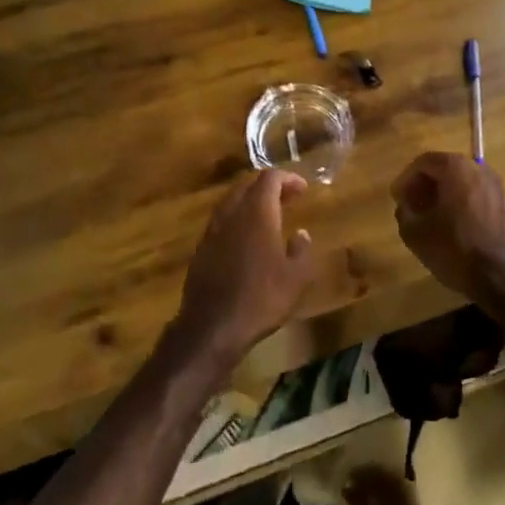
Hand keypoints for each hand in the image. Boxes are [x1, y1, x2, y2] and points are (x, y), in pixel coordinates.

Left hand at [172, 170, 316, 363]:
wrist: (212, 327)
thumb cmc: (261, 298)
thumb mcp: (296, 278)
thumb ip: (301, 250)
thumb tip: (301, 234)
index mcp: (257, 213)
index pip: (269, 178)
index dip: (288, 178)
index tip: (303, 189)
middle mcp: (231, 214)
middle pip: (247, 185)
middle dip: (268, 187)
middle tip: (287, 199)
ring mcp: (212, 230)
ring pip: (231, 202)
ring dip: (250, 202)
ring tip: (269, 217)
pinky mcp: (201, 248)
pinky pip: (221, 221)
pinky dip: (237, 220)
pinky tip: (246, 240)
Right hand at [391, 153, 504, 308]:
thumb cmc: (456, 249)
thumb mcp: (415, 234)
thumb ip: (404, 212)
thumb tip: (407, 206)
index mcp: (456, 168)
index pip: (424, 162)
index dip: (406, 179)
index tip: (397, 199)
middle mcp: (480, 169)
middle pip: (446, 169)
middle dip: (426, 186)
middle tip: (413, 206)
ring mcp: (498, 187)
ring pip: (464, 183)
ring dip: (446, 196)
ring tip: (433, 218)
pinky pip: (479, 197)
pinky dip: (464, 205)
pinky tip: (456, 228)